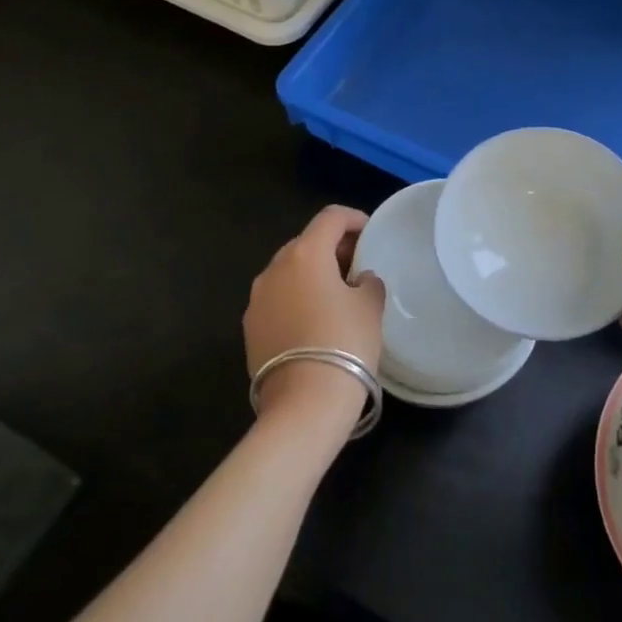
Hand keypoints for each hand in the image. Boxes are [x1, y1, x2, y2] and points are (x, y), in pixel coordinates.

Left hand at [245, 206, 383, 431]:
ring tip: (338, 295)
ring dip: (312, 274)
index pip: (331, 217)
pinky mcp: (250, 328)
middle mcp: (274, 268)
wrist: (304, 404)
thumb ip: (368, 282)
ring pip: (289, 272)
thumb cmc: (345, 343)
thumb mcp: (370, 306)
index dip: (354, 219)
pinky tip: (316, 321)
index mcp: (305, 254)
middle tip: (358, 265)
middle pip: (306, 243)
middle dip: (333, 248)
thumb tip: (359, 280)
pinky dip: (297, 298)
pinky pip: (278, 299)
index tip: (371, 232)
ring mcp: (257, 299)